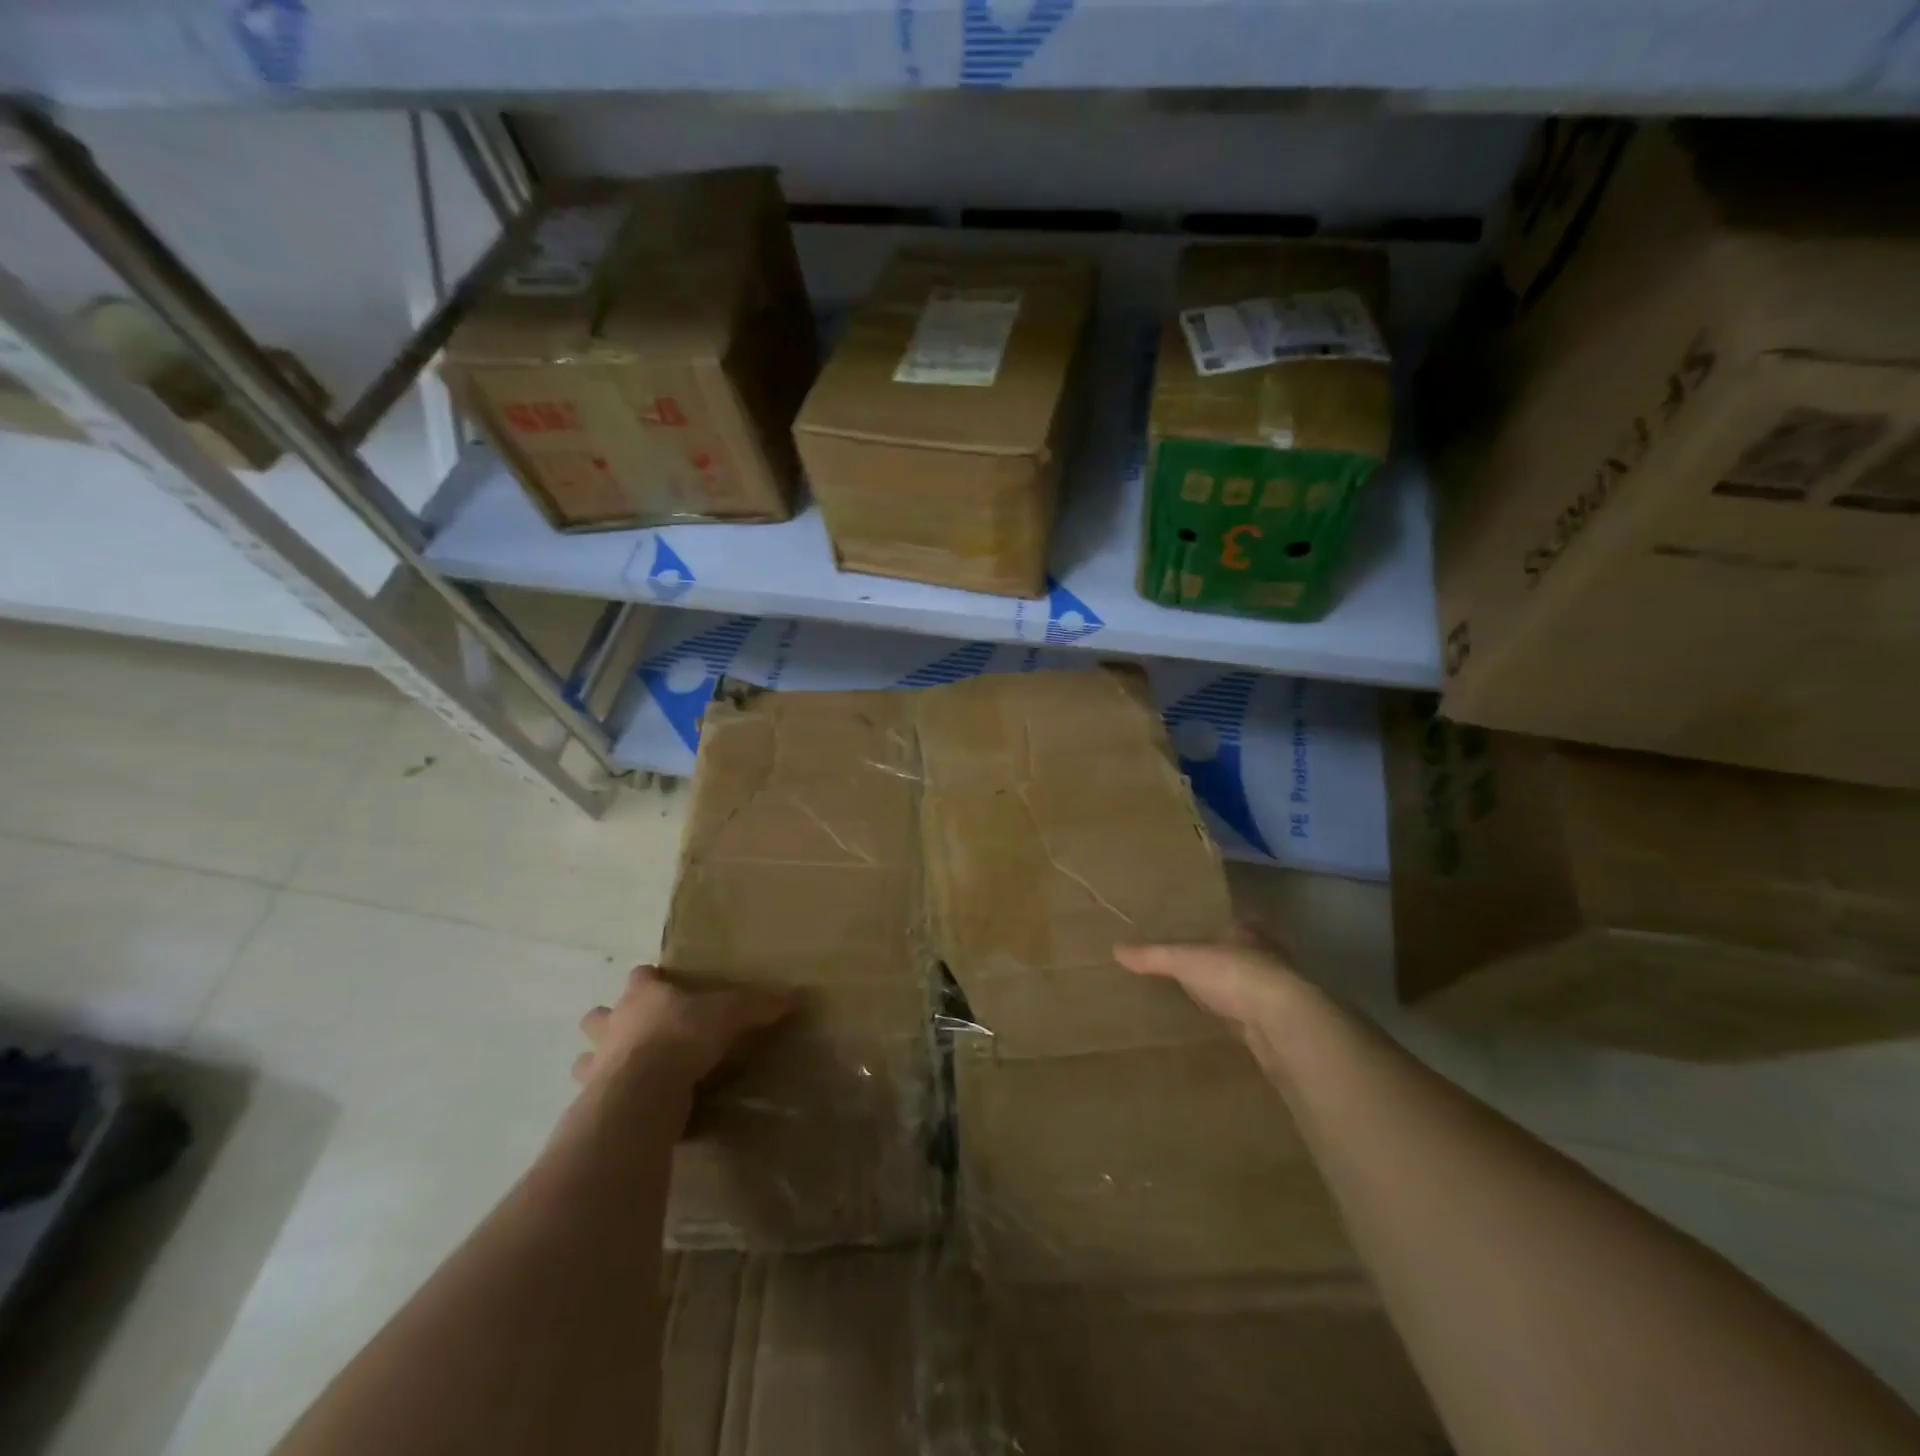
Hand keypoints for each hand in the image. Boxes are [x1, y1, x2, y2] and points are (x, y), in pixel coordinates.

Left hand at [575, 965, 793, 1102]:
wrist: (643, 1093)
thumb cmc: (682, 1037)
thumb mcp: (730, 1014)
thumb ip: (758, 1005)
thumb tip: (793, 997)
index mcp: (643, 995)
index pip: (641, 976)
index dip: (652, 979)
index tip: (667, 986)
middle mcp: (613, 1025)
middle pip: (599, 1015)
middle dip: (611, 1021)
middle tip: (639, 1032)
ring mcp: (596, 1065)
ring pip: (586, 1058)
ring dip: (600, 1063)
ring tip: (627, 1072)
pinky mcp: (593, 1103)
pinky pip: (596, 1099)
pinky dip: (608, 1100)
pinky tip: (631, 1106)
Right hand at [1114, 927, 1310, 1070]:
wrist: (1282, 1022)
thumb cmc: (1234, 974)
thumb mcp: (1184, 959)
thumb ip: (1152, 956)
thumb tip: (1116, 949)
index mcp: (1247, 931)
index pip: (1231, 922)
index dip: (1215, 927)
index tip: (1195, 933)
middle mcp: (1266, 956)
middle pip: (1239, 953)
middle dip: (1221, 959)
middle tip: (1192, 966)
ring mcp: (1275, 991)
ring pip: (1246, 984)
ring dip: (1229, 990)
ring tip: (1199, 995)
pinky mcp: (1277, 1023)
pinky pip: (1248, 1014)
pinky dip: (1235, 1017)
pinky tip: (1219, 1023)